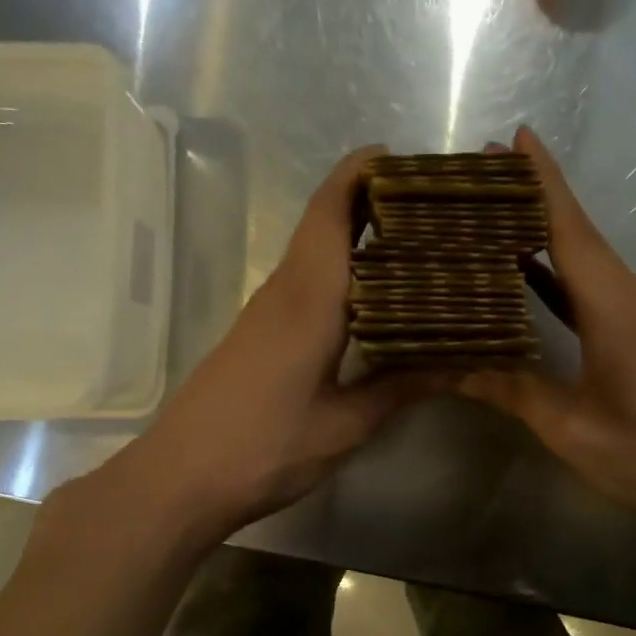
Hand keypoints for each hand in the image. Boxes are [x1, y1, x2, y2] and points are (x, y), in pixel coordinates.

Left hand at [114, 146, 442, 539]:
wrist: (180, 478)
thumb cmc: (264, 449)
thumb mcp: (344, 426)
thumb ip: (399, 388)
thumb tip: (456, 362)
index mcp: (309, 300)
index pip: (331, 213)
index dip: (359, 174)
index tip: (400, 157)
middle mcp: (285, 291)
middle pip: (322, 222)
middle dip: (368, 198)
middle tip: (430, 205)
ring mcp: (266, 311)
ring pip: (313, 251)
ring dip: (354, 234)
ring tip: (415, 241)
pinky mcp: (258, 332)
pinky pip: (304, 280)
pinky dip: (339, 270)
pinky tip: (372, 296)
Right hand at [458, 128, 635, 539]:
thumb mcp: (572, 428)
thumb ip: (512, 391)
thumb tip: (450, 368)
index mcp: (611, 305)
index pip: (568, 227)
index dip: (541, 181)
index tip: (514, 137)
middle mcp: (626, 295)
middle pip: (575, 230)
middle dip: (531, 196)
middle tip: (477, 174)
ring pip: (583, 257)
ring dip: (542, 232)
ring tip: (490, 215)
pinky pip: (589, 287)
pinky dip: (555, 272)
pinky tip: (525, 274)